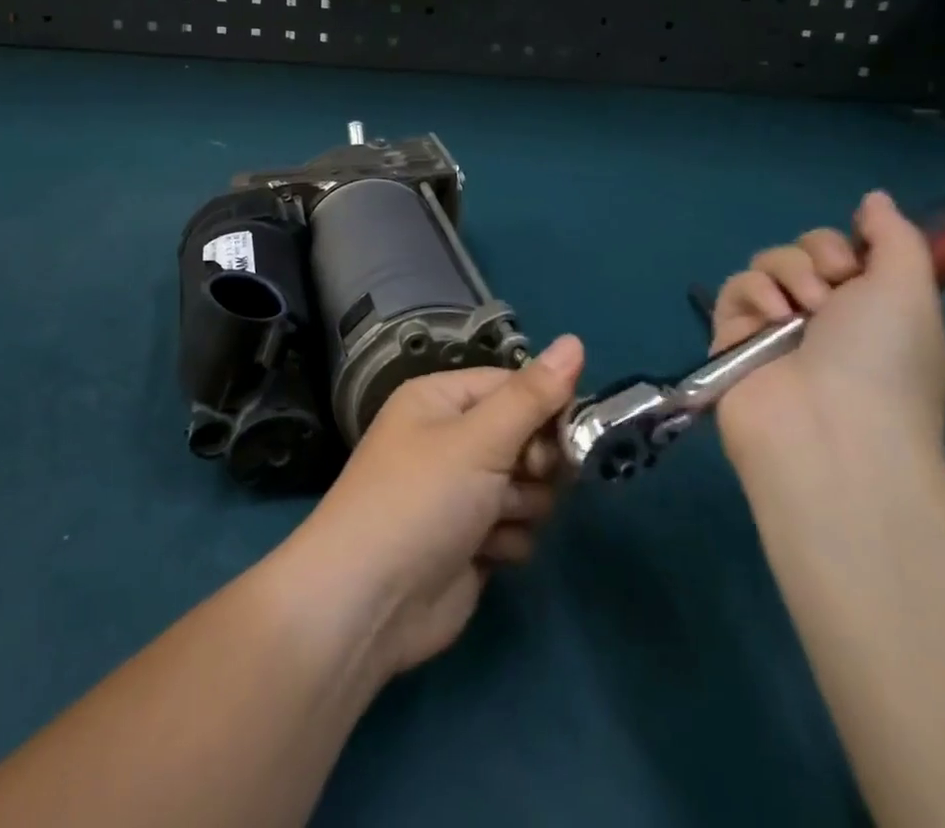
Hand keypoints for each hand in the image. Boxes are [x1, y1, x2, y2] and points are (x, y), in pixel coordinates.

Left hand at [276, 335, 585, 679]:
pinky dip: (509, 540)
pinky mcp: (471, 540)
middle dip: (536, 461)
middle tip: (531, 475)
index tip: (575, 432)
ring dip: (523, 504)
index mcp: (441, 399)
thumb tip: (575, 340)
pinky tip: (488, 553)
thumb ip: (532, 396)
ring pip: (527, 485)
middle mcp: (450, 439)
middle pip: (525, 435)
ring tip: (495, 519)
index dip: (547, 406)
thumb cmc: (421, 500)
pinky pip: (516, 527)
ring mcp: (460, 492)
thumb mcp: (479, 439)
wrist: (369, 603)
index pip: (512, 385)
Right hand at [709, 191, 944, 474]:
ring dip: (786, 274)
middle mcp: (824, 316)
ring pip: (766, 264)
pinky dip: (753, 295)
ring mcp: (776, 328)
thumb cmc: (882, 359)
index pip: (845, 251)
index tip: (856, 264)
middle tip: (830, 290)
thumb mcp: (910, 288)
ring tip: (798, 311)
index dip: (846, 246)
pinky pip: (734, 289)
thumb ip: (894, 236)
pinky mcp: (733, 338)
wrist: (830, 429)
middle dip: (816, 257)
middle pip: (803, 251)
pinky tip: (770, 318)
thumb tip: (874, 198)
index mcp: (871, 309)